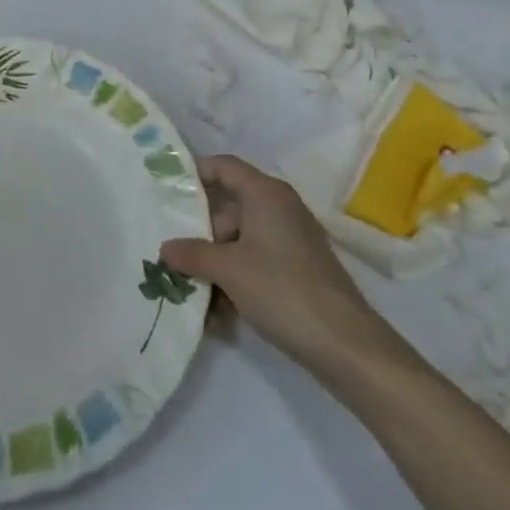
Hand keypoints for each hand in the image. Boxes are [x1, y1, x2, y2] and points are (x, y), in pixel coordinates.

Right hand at [161, 155, 393, 375]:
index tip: (166, 192)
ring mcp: (289, 239)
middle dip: (199, 235)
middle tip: (170, 257)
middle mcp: (278, 207)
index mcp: (265, 193)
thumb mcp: (229, 270)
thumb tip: (165, 248)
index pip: (224, 167)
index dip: (195, 174)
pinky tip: (217, 316)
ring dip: (214, 266)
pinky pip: (255, 263)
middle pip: (228, 209)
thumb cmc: (282, 289)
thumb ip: (193, 254)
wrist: (344, 342)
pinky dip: (235, 281)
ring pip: (239, 242)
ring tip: (189, 294)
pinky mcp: (295, 268)